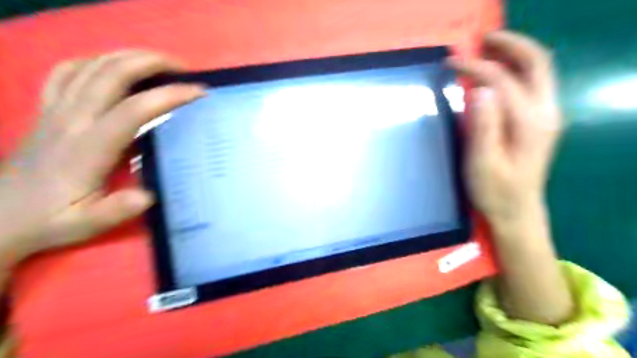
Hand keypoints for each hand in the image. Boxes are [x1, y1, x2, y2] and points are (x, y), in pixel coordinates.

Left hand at [1, 52, 204, 266]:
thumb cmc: (52, 218)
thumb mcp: (86, 224)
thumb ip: (116, 210)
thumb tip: (149, 195)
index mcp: (89, 146)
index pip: (134, 109)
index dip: (168, 95)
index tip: (198, 92)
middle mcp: (72, 118)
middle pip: (112, 73)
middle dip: (152, 62)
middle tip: (184, 69)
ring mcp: (56, 109)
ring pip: (92, 65)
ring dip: (130, 56)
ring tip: (159, 63)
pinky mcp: (47, 108)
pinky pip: (68, 70)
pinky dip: (95, 60)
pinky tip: (113, 67)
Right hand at [447, 30, 560, 226]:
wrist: (517, 211)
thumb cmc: (495, 191)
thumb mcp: (483, 163)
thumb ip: (484, 127)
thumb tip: (480, 90)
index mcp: (529, 122)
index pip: (502, 80)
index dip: (476, 67)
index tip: (451, 63)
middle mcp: (545, 112)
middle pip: (536, 63)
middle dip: (510, 45)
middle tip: (482, 39)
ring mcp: (546, 115)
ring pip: (537, 71)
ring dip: (514, 54)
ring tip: (486, 49)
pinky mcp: (539, 121)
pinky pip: (532, 84)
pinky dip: (514, 70)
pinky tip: (496, 74)